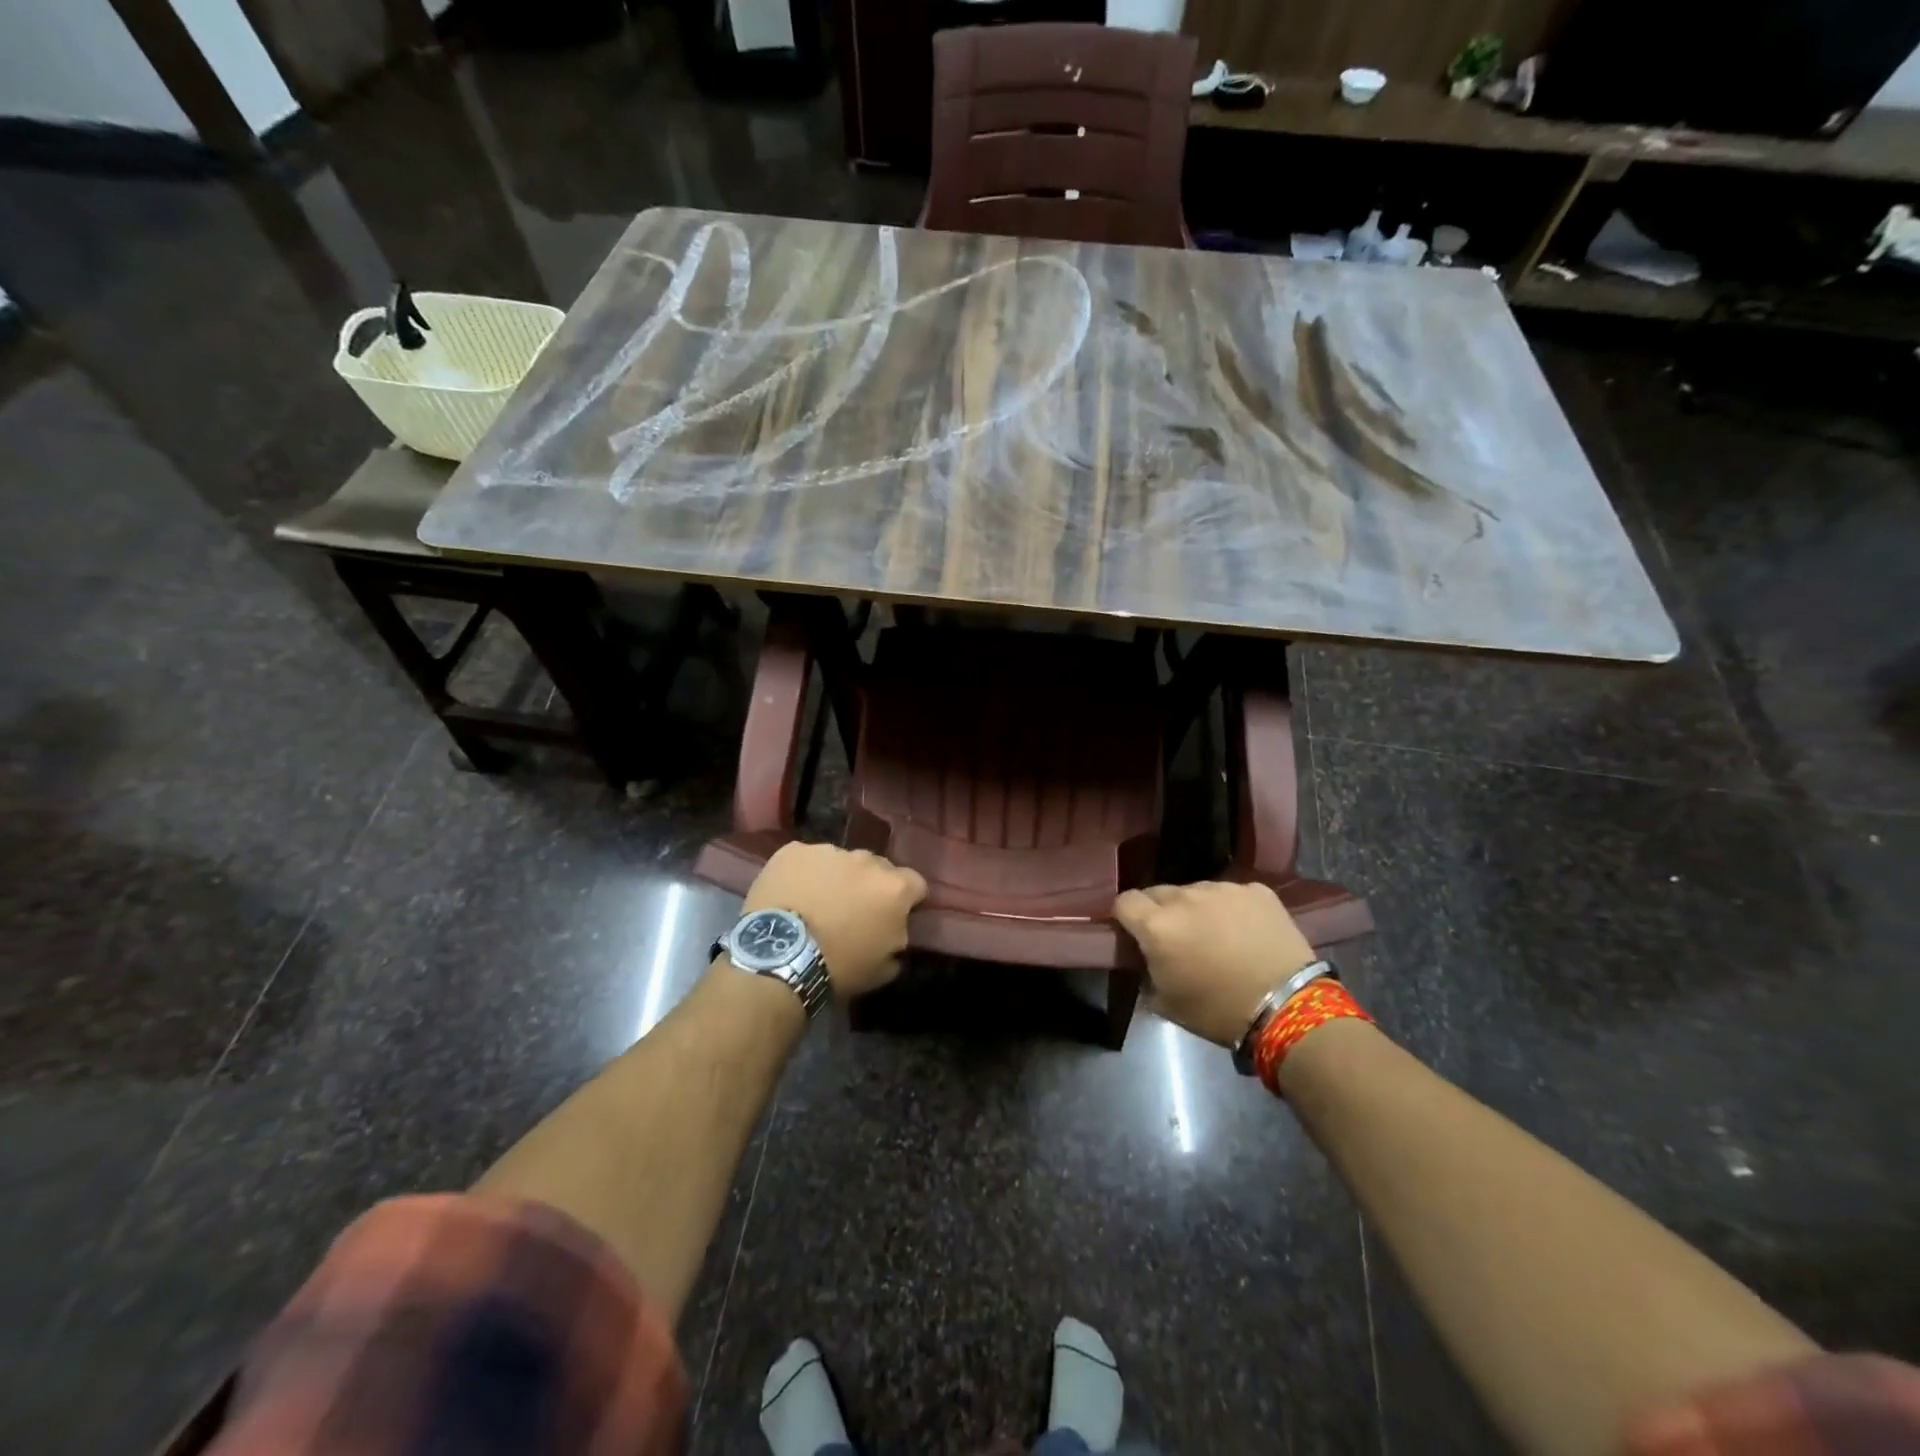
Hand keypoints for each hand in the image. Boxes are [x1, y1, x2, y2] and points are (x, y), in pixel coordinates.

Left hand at [741, 843, 927, 997]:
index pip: (916, 883)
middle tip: (853, 910)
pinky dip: (803, 873)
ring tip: (817, 902)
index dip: (908, 899)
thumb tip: (895, 931)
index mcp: (894, 888)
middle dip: (870, 885)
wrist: (779, 956)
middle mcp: (866, 860)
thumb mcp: (883, 968)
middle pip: (877, 868)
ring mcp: (828, 851)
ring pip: (840, 861)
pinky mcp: (793, 850)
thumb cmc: (838, 967)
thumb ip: (898, 940)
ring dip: (837, 877)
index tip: (895, 915)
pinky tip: (791, 894)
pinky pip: (806, 859)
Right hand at [1113, 881, 1317, 1046]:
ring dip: (1196, 908)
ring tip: (1215, 935)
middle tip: (1176, 938)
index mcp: (1157, 925)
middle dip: (1160, 911)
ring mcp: (1223, 889)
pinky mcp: (1256, 890)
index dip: (1126, 917)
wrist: (1288, 1008)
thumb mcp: (1165, 1002)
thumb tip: (1147, 957)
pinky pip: (1231, 894)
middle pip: (1158, 892)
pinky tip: (1245, 932)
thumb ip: (1147, 969)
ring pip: (1195, 890)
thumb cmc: (1218, 1011)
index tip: (1135, 934)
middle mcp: (1185, 897)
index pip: (1124, 902)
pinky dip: (1231, 909)